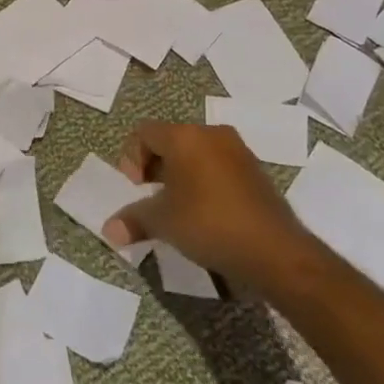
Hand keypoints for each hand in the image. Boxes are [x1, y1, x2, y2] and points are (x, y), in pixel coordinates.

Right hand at [104, 122, 310, 288]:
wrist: (275, 251)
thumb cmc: (209, 224)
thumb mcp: (164, 223)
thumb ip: (134, 220)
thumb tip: (108, 230)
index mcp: (185, 136)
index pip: (144, 133)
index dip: (131, 157)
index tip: (136, 188)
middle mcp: (212, 134)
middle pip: (171, 140)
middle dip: (155, 167)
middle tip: (151, 197)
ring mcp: (238, 151)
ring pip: (196, 153)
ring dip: (180, 175)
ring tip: (177, 207)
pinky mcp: (255, 171)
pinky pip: (218, 166)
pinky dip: (204, 182)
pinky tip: (205, 213)